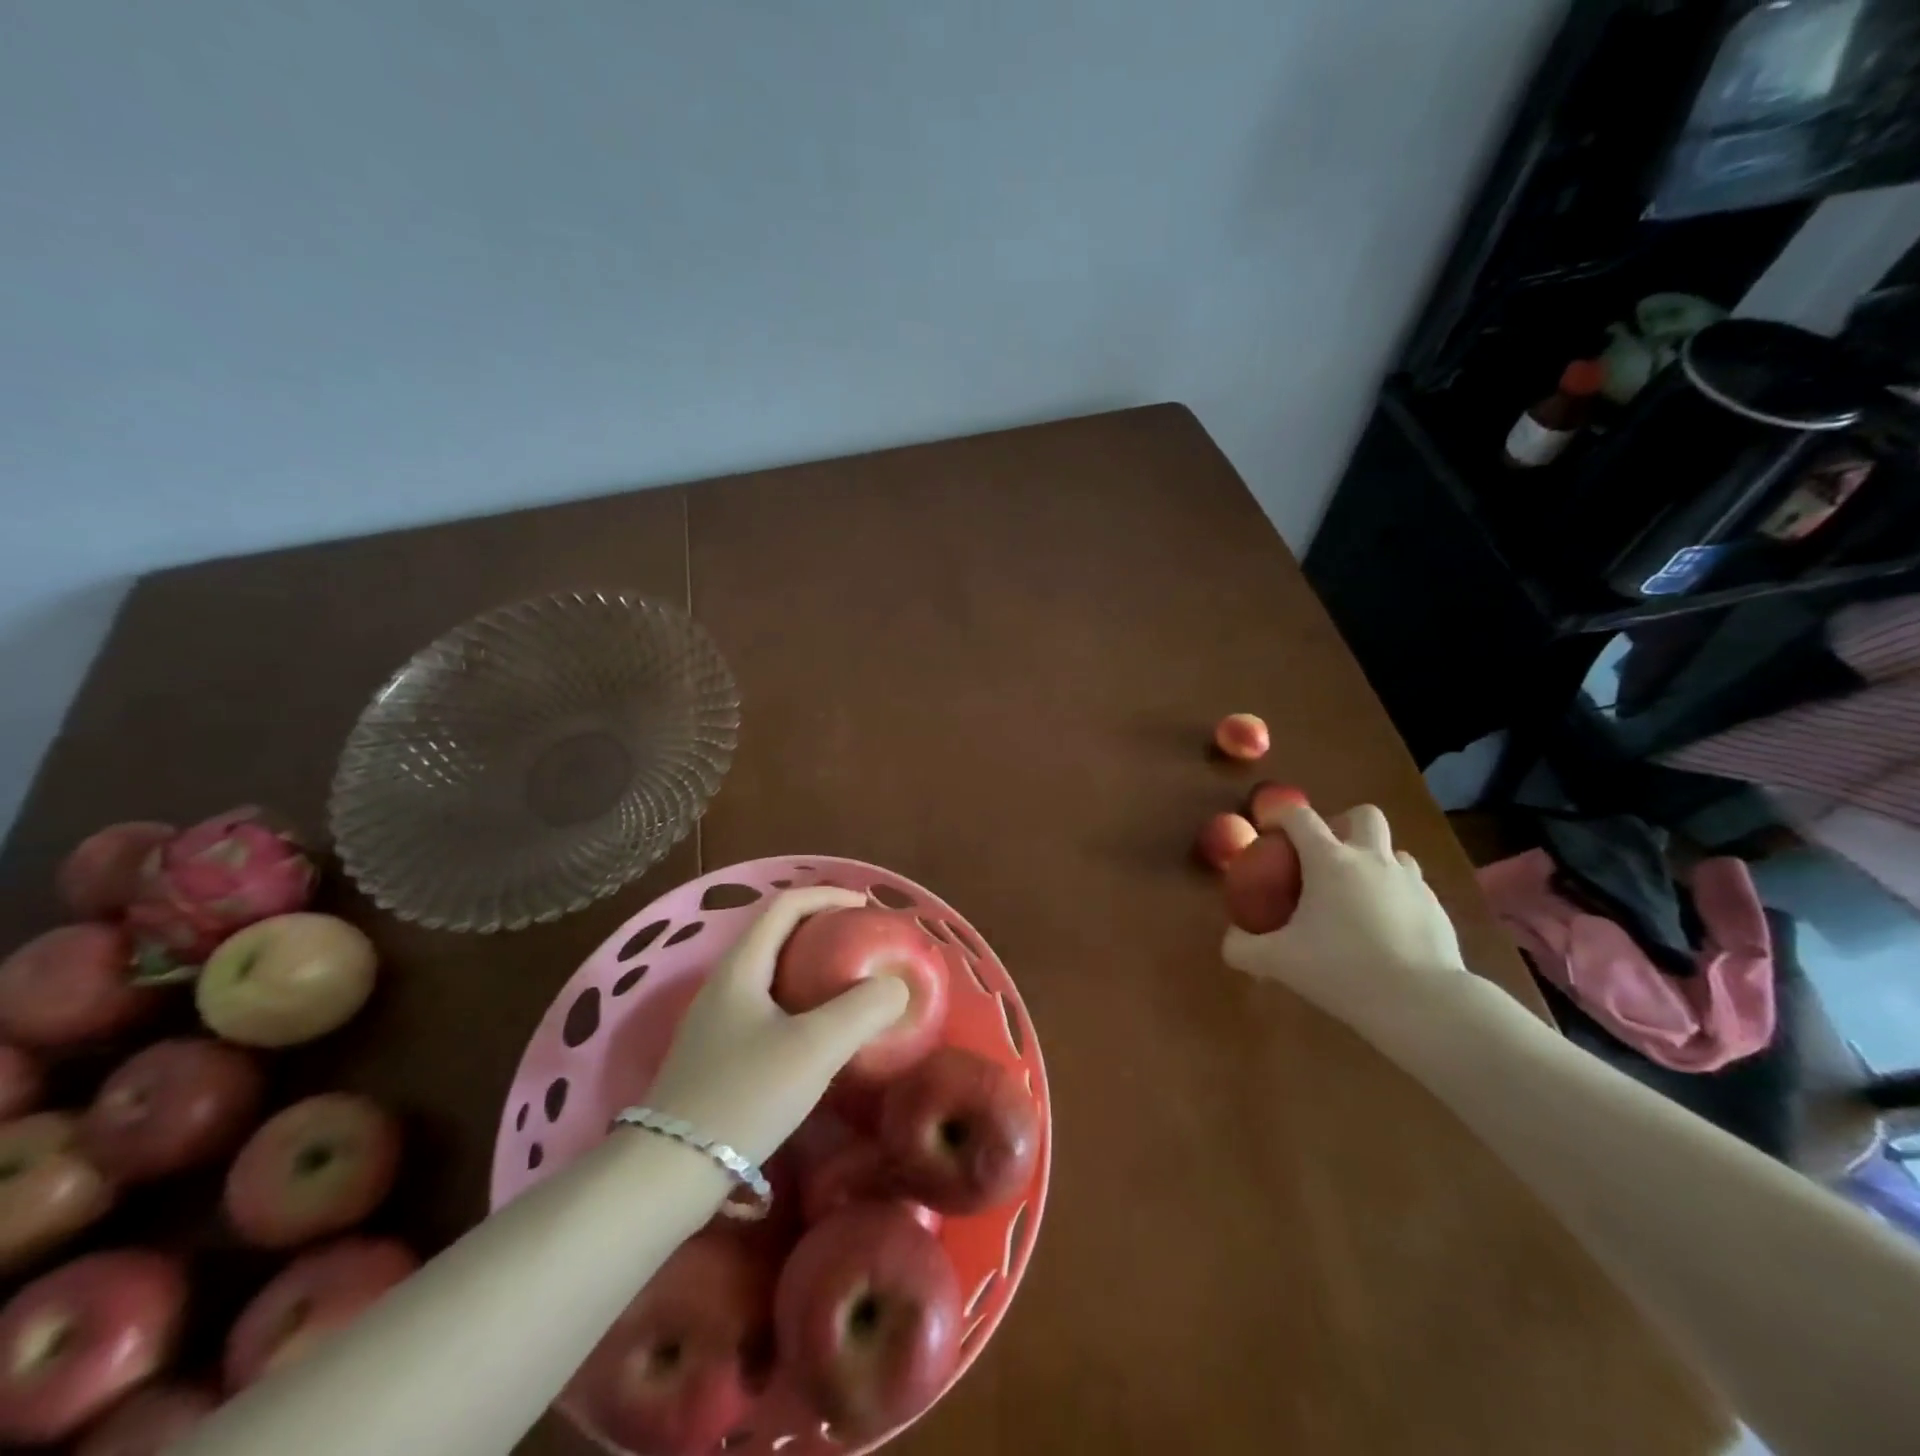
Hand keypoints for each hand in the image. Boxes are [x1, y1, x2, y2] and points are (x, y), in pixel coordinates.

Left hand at [644, 888, 909, 1163]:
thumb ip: (862, 1010)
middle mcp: (724, 984)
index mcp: (741, 967)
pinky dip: (800, 1002)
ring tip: (849, 985)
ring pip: (771, 974)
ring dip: (811, 968)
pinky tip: (819, 1035)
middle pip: (777, 935)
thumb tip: (895, 986)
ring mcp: (716, 1022)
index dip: (827, 896)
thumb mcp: (814, 1048)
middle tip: (863, 945)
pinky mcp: (717, 1055)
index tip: (866, 907)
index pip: (785, 905)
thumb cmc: (744, 1096)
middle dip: (822, 930)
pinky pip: (766, 1007)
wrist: (668, 1174)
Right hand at [1221, 801, 1467, 1045]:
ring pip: (1394, 850)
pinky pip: (1413, 887)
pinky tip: (1385, 928)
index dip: (1281, 815)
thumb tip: (1230, 940)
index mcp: (1329, 861)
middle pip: (1363, 815)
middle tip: (1325, 855)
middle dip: (1342, 824)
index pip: (1300, 817)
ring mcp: (1410, 881)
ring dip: (1373, 860)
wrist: (1422, 1002)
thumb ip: (1244, 948)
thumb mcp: (1279, 962)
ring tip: (1357, 894)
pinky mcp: (1437, 907)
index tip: (1270, 831)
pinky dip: (1395, 895)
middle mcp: (1372, 859)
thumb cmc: (1342, 969)